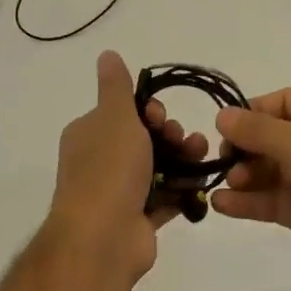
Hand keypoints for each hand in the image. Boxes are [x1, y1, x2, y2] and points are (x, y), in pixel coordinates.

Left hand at [49, 50, 210, 280]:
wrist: (103, 237)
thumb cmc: (109, 169)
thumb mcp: (114, 116)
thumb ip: (115, 86)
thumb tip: (107, 54)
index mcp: (88, 135)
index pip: (121, 113)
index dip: (146, 110)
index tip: (159, 115)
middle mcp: (99, 162)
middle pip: (143, 140)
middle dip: (169, 134)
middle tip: (182, 137)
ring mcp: (118, 193)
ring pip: (157, 168)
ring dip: (182, 158)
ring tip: (202, 155)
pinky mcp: (137, 220)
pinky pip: (165, 198)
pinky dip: (182, 189)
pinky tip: (202, 182)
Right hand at [211, 87, 290, 284]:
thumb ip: (258, 130)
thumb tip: (221, 115)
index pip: (284, 102)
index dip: (252, 113)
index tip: (223, 129)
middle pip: (275, 137)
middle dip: (246, 149)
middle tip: (223, 162)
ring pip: (273, 171)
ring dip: (246, 176)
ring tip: (224, 185)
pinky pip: (277, 199)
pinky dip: (252, 202)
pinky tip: (222, 205)